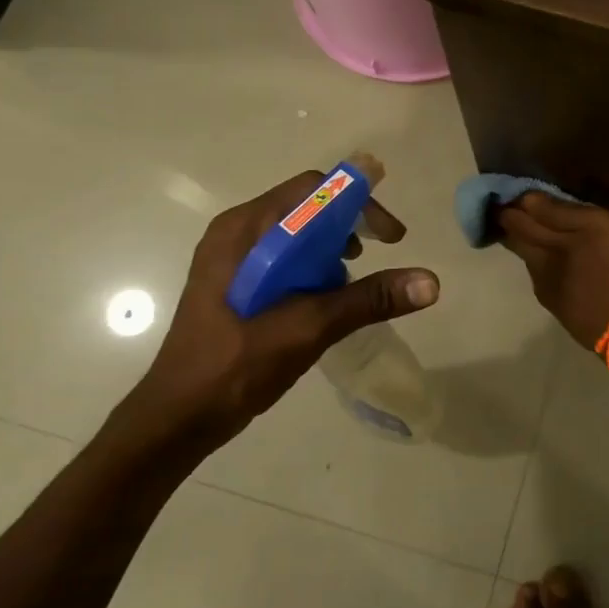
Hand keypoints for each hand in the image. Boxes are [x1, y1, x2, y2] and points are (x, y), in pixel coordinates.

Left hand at [120, 172, 438, 457]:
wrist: (177, 418)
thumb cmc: (236, 365)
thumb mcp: (308, 327)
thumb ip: (368, 299)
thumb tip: (431, 282)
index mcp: (245, 229)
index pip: (313, 190)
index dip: (359, 203)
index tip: (391, 236)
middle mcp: (236, 233)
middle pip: (305, 207)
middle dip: (349, 227)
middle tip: (377, 256)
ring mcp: (231, 258)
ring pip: (295, 234)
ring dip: (332, 249)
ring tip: (351, 282)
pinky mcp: (233, 283)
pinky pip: (283, 257)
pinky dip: (312, 267)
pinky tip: (324, 300)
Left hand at [497, 193, 608, 351]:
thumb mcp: (601, 227)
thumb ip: (561, 213)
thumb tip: (525, 200)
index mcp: (546, 247)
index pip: (516, 222)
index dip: (510, 206)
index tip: (507, 194)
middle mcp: (541, 272)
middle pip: (519, 245)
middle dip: (514, 228)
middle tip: (515, 211)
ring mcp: (553, 298)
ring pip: (534, 267)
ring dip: (532, 249)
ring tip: (542, 237)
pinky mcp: (568, 317)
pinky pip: (550, 285)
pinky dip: (550, 271)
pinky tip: (564, 269)